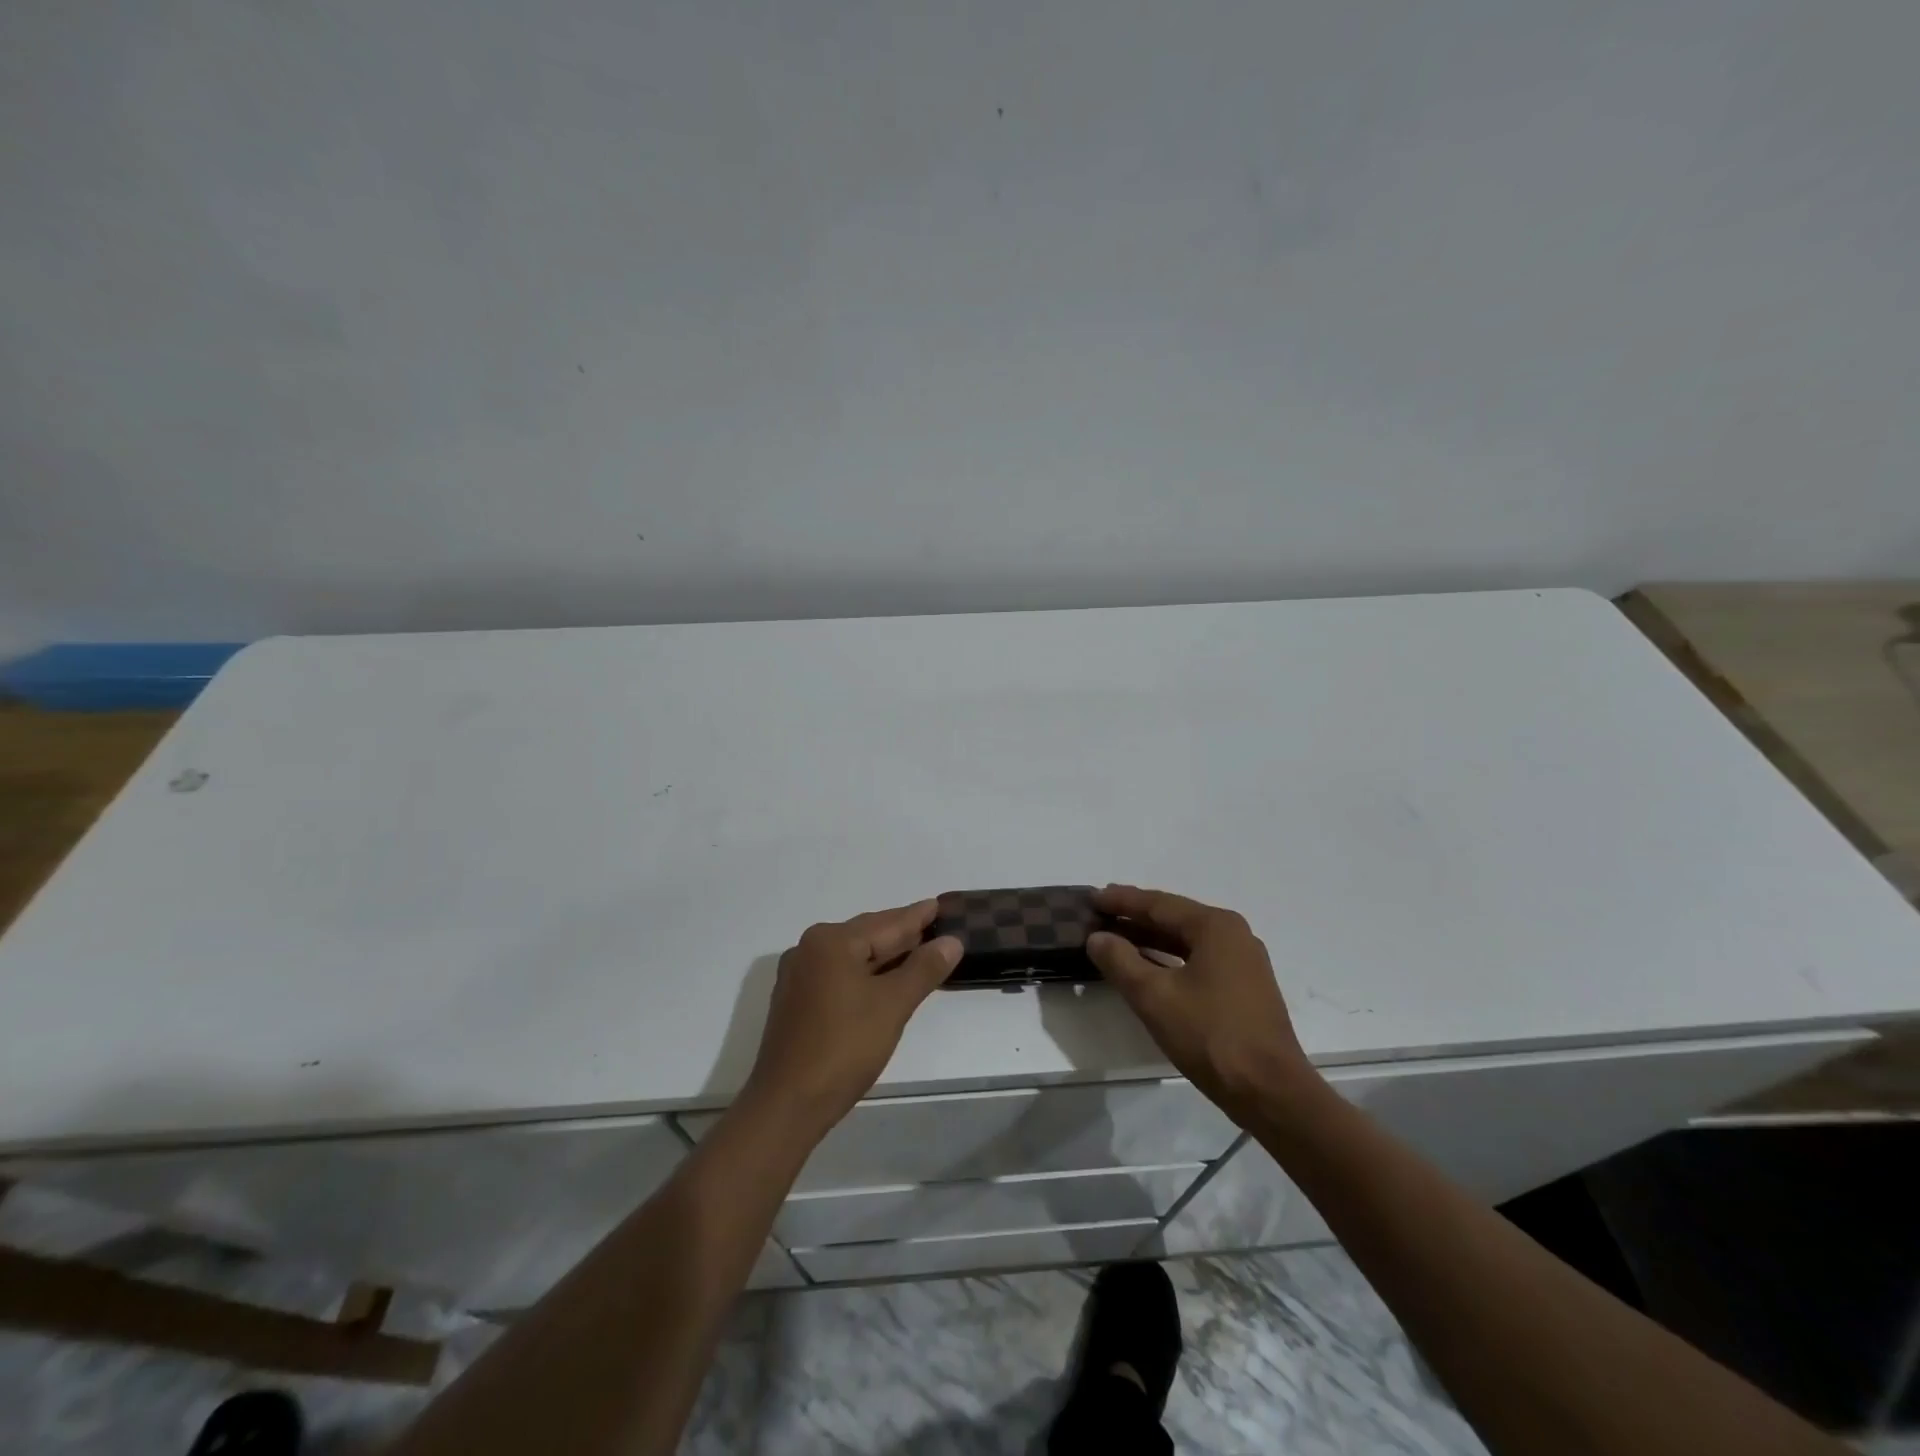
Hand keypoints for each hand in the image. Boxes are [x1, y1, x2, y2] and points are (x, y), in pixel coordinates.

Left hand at [742, 900, 962, 1134]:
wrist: (787, 1104)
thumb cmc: (844, 1047)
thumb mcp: (893, 1005)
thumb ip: (923, 968)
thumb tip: (951, 941)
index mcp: (831, 941)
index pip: (886, 923)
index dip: (917, 917)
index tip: (938, 904)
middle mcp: (810, 949)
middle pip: (867, 935)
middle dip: (901, 934)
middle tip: (934, 926)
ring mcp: (798, 976)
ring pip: (852, 956)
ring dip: (884, 956)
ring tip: (917, 951)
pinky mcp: (796, 1001)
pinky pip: (839, 974)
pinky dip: (865, 974)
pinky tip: (883, 981)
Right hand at [1087, 885, 1316, 1120]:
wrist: (1271, 1092)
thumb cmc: (1210, 1036)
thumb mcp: (1154, 996)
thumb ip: (1120, 961)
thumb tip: (1096, 938)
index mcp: (1215, 927)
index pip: (1159, 904)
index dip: (1122, 900)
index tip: (1092, 897)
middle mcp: (1234, 935)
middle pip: (1175, 918)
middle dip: (1136, 917)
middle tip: (1100, 914)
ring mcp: (1244, 963)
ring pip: (1187, 941)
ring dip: (1151, 939)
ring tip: (1117, 938)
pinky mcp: (1245, 988)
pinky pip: (1199, 960)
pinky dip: (1170, 958)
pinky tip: (1149, 968)